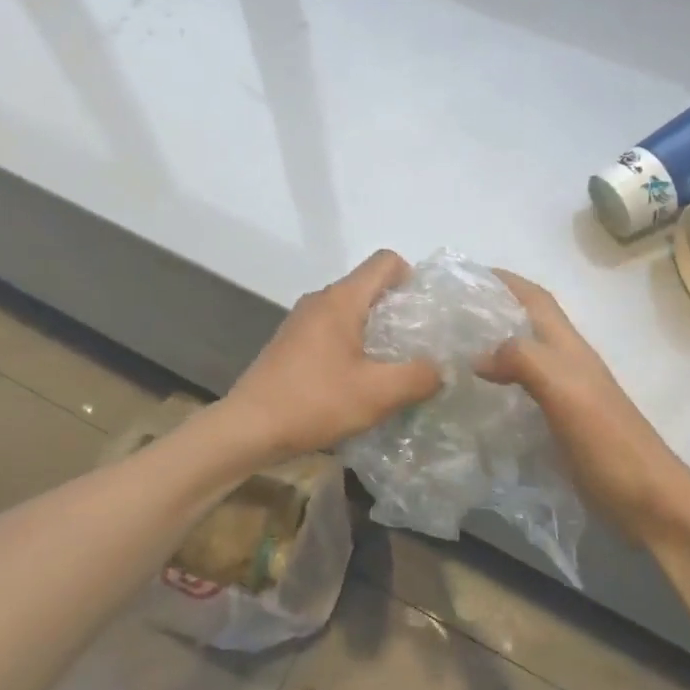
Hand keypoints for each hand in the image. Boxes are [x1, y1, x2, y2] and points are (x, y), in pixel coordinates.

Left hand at [223, 251, 441, 460]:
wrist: (248, 428)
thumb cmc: (314, 403)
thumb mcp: (377, 394)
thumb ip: (418, 377)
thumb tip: (441, 369)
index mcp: (341, 300)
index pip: (385, 262)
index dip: (412, 278)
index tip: (426, 313)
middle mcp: (319, 300)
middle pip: (368, 286)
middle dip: (398, 310)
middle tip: (418, 346)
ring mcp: (301, 322)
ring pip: (350, 311)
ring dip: (375, 332)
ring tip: (392, 367)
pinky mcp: (291, 344)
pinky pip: (331, 331)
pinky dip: (352, 346)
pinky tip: (357, 381)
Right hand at [477, 270, 689, 539]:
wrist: (648, 501)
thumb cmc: (608, 442)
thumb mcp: (565, 392)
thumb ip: (524, 361)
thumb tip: (476, 354)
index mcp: (569, 349)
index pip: (536, 300)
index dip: (506, 281)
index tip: (466, 275)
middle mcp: (566, 365)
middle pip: (527, 325)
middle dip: (492, 311)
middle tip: (446, 317)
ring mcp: (565, 397)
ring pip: (523, 358)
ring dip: (491, 348)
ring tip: (451, 353)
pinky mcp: (560, 426)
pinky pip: (521, 393)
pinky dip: (497, 386)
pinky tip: (475, 400)